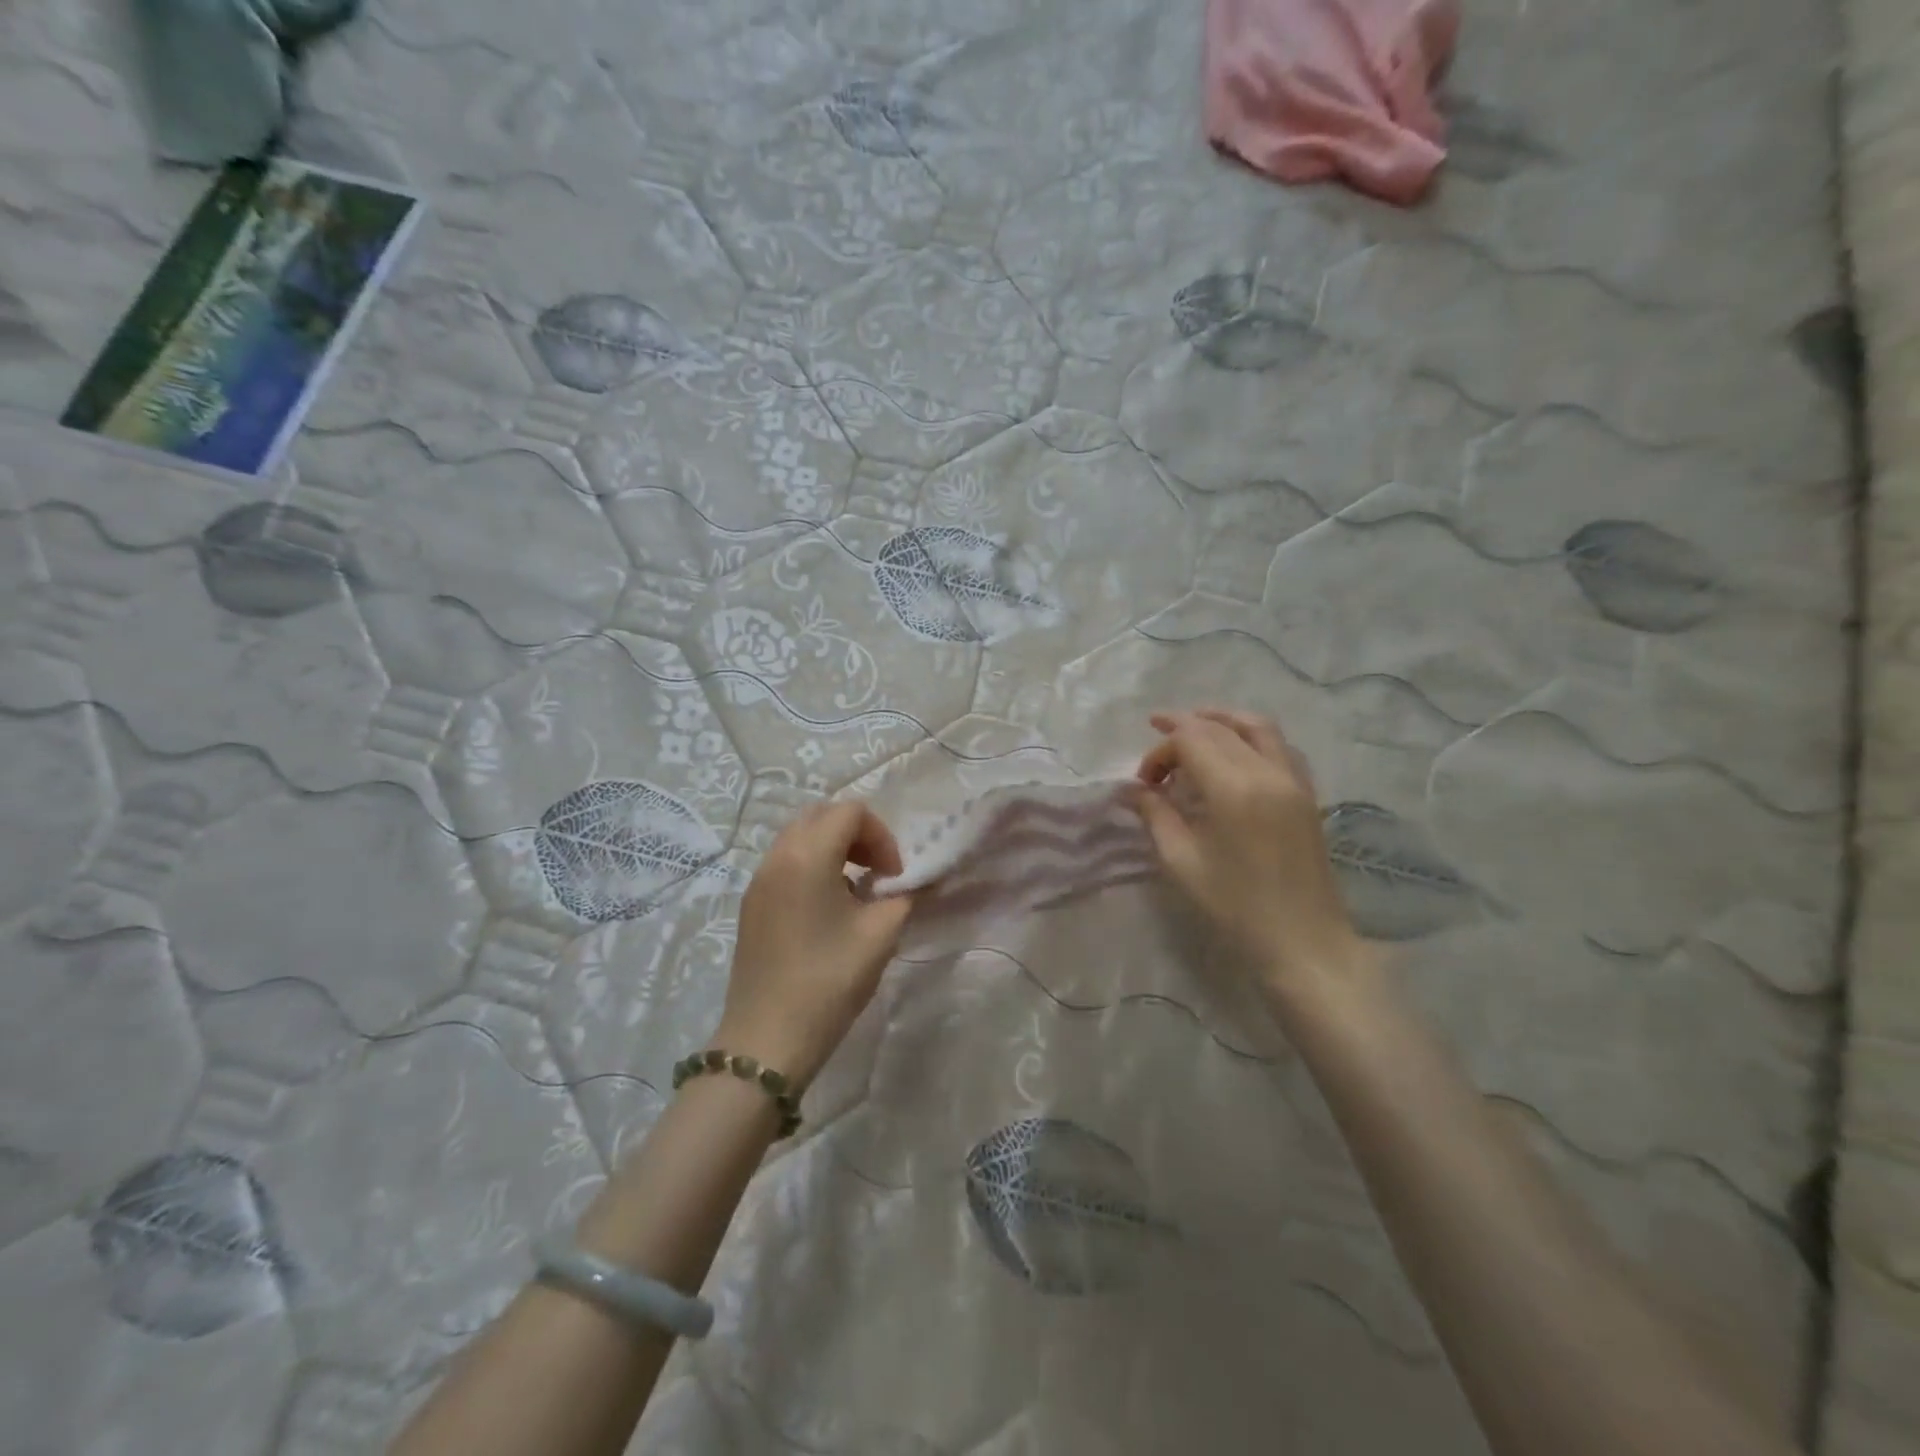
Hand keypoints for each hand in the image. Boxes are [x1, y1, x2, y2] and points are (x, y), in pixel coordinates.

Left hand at [715, 800, 915, 1088]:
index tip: (894, 877)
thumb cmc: (829, 980)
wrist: (767, 1039)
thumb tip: (914, 882)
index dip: (882, 836)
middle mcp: (777, 856)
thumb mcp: (880, 935)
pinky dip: (812, 867)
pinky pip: (785, 863)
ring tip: (856, 892)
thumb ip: (904, 896)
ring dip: (833, 850)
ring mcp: (758, 880)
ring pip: (799, 838)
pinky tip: (827, 911)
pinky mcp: (751, 905)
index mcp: (808, 855)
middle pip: (821, 816)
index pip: (851, 812)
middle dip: (857, 835)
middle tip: (878, 873)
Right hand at [1135, 708, 1368, 997]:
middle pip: (1219, 728)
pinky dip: (1252, 736)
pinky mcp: (1307, 793)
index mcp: (1233, 787)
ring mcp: (1293, 779)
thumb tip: (1132, 790)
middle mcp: (1267, 771)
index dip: (1160, 752)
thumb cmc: (1235, 906)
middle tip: (1156, 753)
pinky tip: (1235, 752)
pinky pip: (1279, 746)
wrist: (1303, 941)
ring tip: (1194, 726)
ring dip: (1221, 720)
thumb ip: (1156, 815)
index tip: (1144, 784)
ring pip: (1257, 726)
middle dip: (1182, 732)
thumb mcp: (1182, 861)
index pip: (1190, 739)